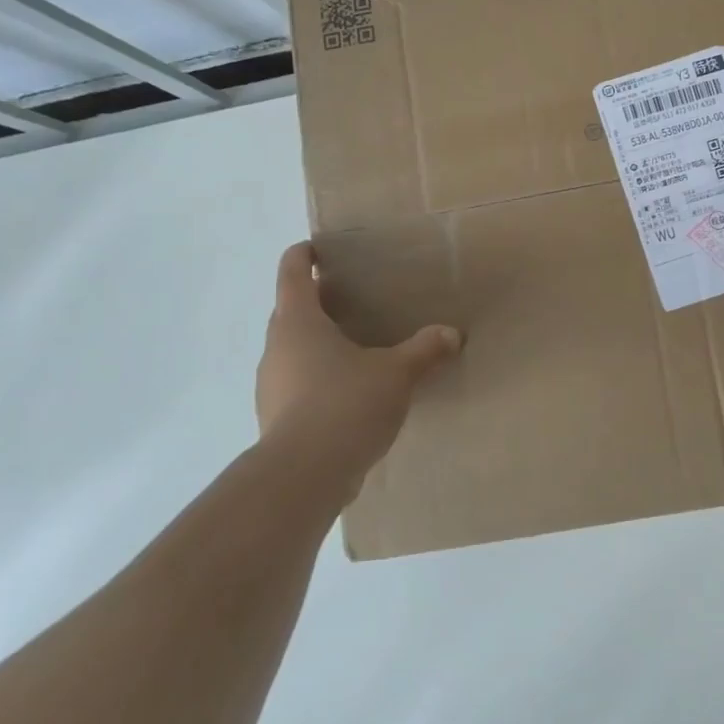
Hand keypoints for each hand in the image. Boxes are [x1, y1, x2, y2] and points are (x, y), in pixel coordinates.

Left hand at [254, 241, 461, 505]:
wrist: (304, 475)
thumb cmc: (346, 403)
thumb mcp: (397, 373)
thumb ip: (424, 349)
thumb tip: (452, 333)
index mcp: (299, 322)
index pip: (291, 273)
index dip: (302, 256)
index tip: (316, 249)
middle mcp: (277, 348)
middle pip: (290, 312)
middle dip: (315, 302)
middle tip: (350, 300)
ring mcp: (271, 385)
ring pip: (292, 351)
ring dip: (315, 344)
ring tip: (353, 349)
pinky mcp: (275, 418)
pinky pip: (296, 385)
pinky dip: (317, 379)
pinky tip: (347, 394)